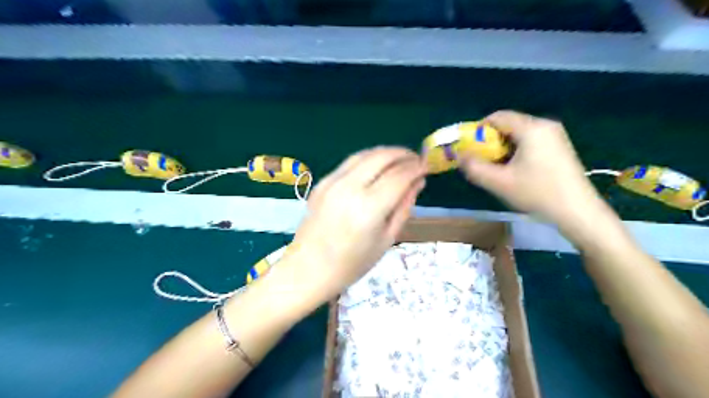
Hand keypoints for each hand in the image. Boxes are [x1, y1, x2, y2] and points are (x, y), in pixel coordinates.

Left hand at [275, 147, 425, 308]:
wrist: (308, 269)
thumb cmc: (352, 264)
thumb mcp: (386, 239)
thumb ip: (404, 207)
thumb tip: (418, 182)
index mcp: (368, 208)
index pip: (399, 176)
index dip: (416, 168)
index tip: (427, 167)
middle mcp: (349, 188)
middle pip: (381, 157)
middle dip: (403, 154)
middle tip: (415, 159)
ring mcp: (332, 182)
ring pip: (364, 154)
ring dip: (385, 153)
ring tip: (399, 159)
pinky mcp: (322, 182)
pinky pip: (349, 163)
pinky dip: (368, 160)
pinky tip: (376, 168)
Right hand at [460, 110, 602, 225]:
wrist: (578, 211)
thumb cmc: (537, 193)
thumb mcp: (499, 183)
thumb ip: (474, 168)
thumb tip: (459, 156)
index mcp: (531, 128)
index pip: (498, 117)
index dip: (479, 129)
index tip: (469, 147)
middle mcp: (545, 125)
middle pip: (509, 124)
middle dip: (490, 141)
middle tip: (482, 160)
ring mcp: (555, 135)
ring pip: (519, 134)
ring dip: (503, 147)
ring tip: (497, 168)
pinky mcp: (559, 146)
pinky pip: (530, 141)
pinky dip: (516, 150)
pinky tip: (516, 170)